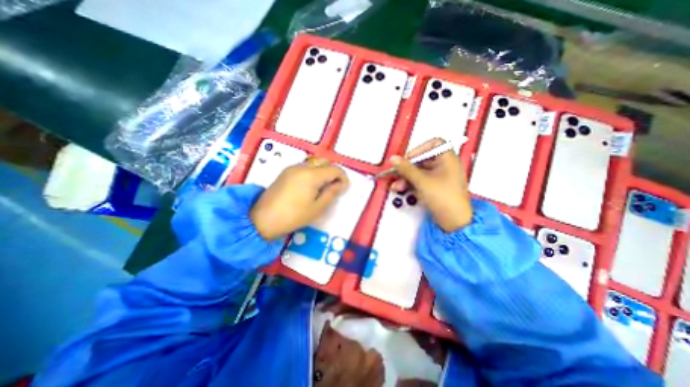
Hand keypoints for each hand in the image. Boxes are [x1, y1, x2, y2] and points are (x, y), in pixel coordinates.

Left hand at [252, 159, 347, 240]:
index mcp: (312, 175)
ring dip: (322, 171)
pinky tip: (310, 185)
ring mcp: (292, 168)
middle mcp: (302, 167)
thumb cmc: (293, 216)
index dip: (343, 177)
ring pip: (314, 162)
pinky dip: (312, 172)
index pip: (334, 169)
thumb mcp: (317, 208)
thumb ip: (331, 193)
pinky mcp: (285, 172)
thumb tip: (341, 184)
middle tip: (334, 186)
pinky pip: (304, 166)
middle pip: (324, 161)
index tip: (344, 188)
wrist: (263, 219)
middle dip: (333, 171)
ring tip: (323, 186)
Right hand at [391, 137, 471, 230]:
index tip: (408, 158)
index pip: (434, 144)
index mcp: (447, 158)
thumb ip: (406, 168)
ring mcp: (440, 177)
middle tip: (397, 173)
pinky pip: (422, 180)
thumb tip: (394, 159)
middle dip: (408, 168)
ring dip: (407, 177)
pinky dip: (412, 184)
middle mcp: (445, 165)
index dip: (420, 149)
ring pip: (420, 172)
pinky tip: (403, 190)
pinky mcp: (436, 187)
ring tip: (397, 186)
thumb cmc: (443, 197)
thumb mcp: (422, 181)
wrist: (454, 221)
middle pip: (423, 159)